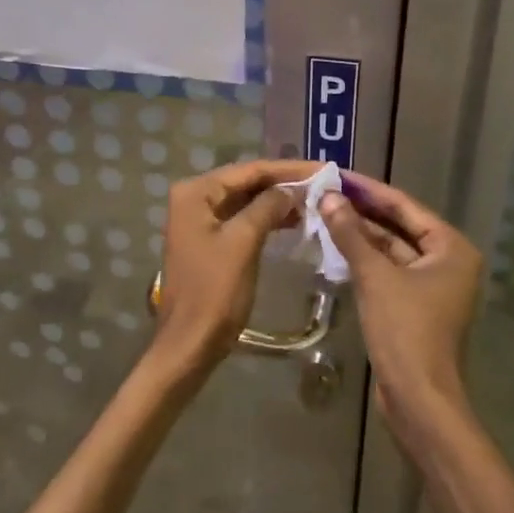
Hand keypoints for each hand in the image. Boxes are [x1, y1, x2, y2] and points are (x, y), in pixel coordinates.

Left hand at [151, 158, 321, 378]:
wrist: (190, 343)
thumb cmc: (215, 291)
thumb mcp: (243, 242)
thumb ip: (268, 207)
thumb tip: (292, 189)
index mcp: (196, 192)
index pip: (249, 170)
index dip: (287, 170)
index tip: (323, 169)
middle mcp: (194, 199)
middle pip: (246, 182)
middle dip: (284, 183)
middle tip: (323, 183)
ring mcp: (200, 221)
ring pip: (246, 201)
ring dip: (278, 201)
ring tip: (315, 201)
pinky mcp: (209, 241)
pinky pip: (242, 220)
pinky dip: (267, 219)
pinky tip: (294, 221)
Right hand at [316, 173, 484, 441]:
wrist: (419, 400)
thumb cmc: (405, 331)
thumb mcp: (375, 277)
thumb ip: (351, 234)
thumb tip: (329, 198)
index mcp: (451, 248)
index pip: (404, 206)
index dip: (369, 189)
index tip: (337, 174)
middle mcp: (448, 262)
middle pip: (399, 227)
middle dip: (363, 211)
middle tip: (325, 192)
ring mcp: (432, 287)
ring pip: (392, 250)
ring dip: (361, 235)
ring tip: (324, 214)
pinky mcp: (415, 308)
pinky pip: (388, 272)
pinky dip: (365, 260)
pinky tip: (336, 247)